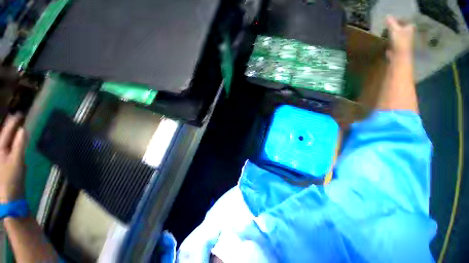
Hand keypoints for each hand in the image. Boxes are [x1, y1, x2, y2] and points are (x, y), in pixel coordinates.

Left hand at [0, 114, 26, 202]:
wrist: (8, 196)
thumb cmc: (10, 178)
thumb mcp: (17, 161)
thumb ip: (19, 144)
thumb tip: (23, 129)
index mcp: (0, 148)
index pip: (6, 131)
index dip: (13, 122)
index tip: (20, 113)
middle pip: (3, 135)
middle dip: (9, 126)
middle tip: (17, 117)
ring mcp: (1, 157)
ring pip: (4, 142)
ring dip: (9, 134)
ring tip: (14, 126)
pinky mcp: (4, 162)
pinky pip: (7, 148)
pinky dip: (10, 142)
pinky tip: (13, 141)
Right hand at [386, 16, 414, 56]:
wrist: (400, 58)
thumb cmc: (400, 42)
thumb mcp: (394, 30)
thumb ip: (391, 23)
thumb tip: (387, 16)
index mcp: (410, 29)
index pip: (404, 21)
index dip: (397, 20)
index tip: (390, 21)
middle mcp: (409, 35)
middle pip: (402, 30)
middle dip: (395, 29)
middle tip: (387, 27)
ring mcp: (404, 44)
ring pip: (398, 38)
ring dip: (393, 37)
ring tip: (385, 35)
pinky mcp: (399, 52)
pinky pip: (394, 46)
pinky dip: (391, 45)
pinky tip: (386, 46)